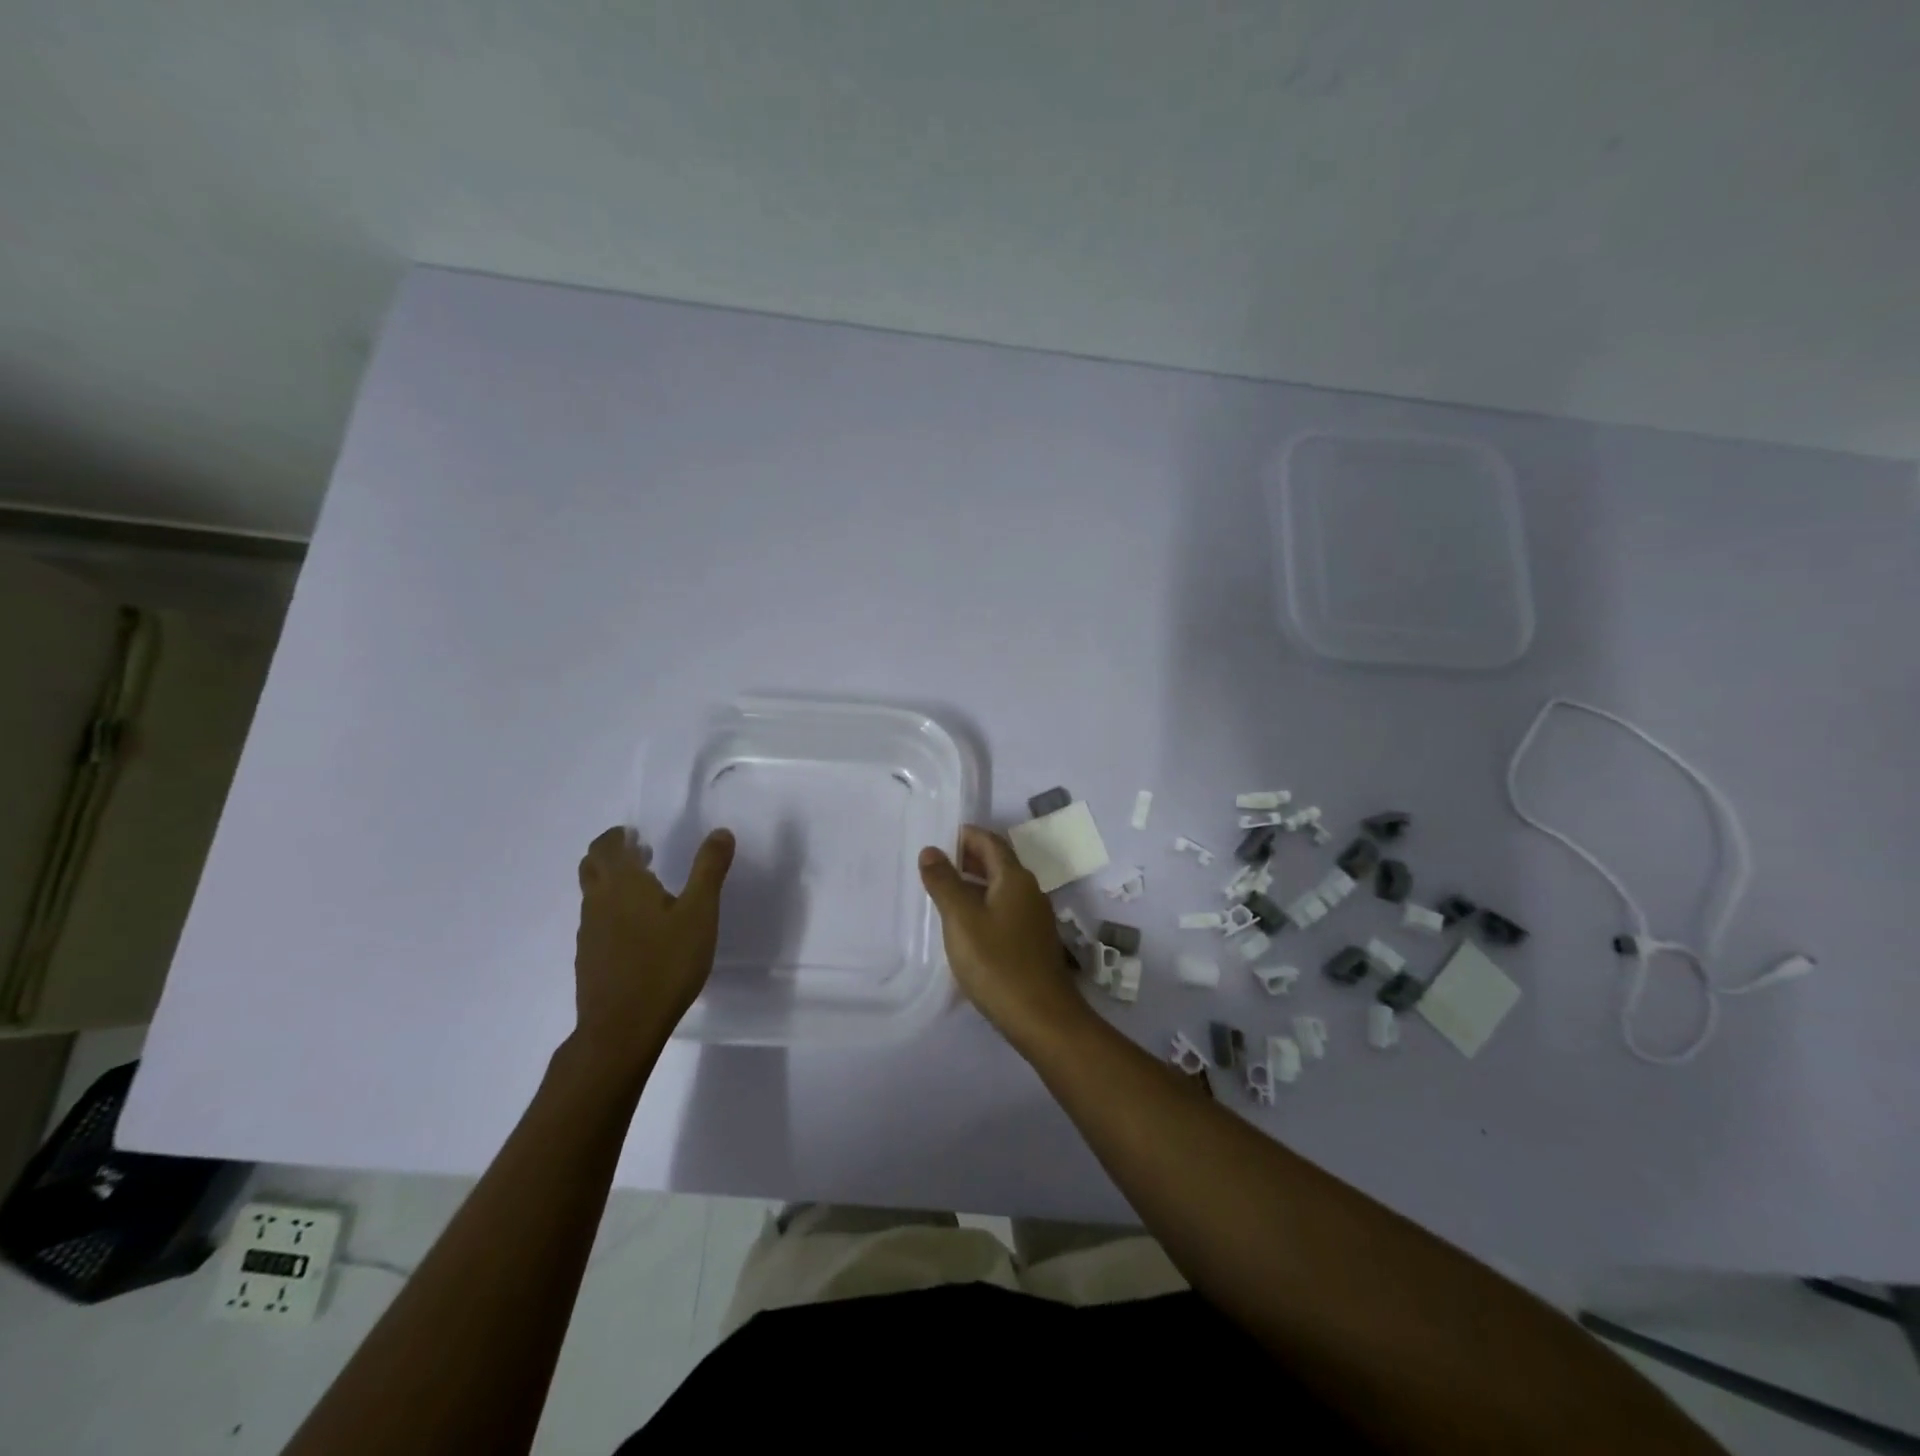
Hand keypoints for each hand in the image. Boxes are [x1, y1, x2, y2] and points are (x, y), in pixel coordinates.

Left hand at [571, 824, 734, 1074]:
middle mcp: (598, 903)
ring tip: (649, 893)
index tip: (636, 834)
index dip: (617, 836)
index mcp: (622, 884)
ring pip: (594, 897)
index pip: (606, 846)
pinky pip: (598, 924)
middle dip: (613, 856)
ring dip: (615, 885)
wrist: (621, 1029)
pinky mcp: (589, 961)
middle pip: (592, 867)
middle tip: (642, 854)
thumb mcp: (700, 913)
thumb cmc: (665, 964)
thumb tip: (720, 832)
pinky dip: (615, 914)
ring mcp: (589, 934)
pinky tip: (641, 935)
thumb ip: (709, 870)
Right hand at [919, 825, 1094, 1050]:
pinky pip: (1006, 910)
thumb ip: (944, 883)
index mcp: (1015, 879)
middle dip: (969, 858)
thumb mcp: (961, 920)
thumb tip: (931, 850)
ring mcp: (1035, 918)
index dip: (965, 836)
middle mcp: (1030, 891)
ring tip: (945, 893)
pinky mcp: (1034, 942)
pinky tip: (967, 925)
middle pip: (999, 863)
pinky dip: (985, 905)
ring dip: (976, 883)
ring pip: (1002, 888)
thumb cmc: (997, 963)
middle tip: (936, 864)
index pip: (990, 842)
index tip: (939, 839)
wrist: (1042, 1017)